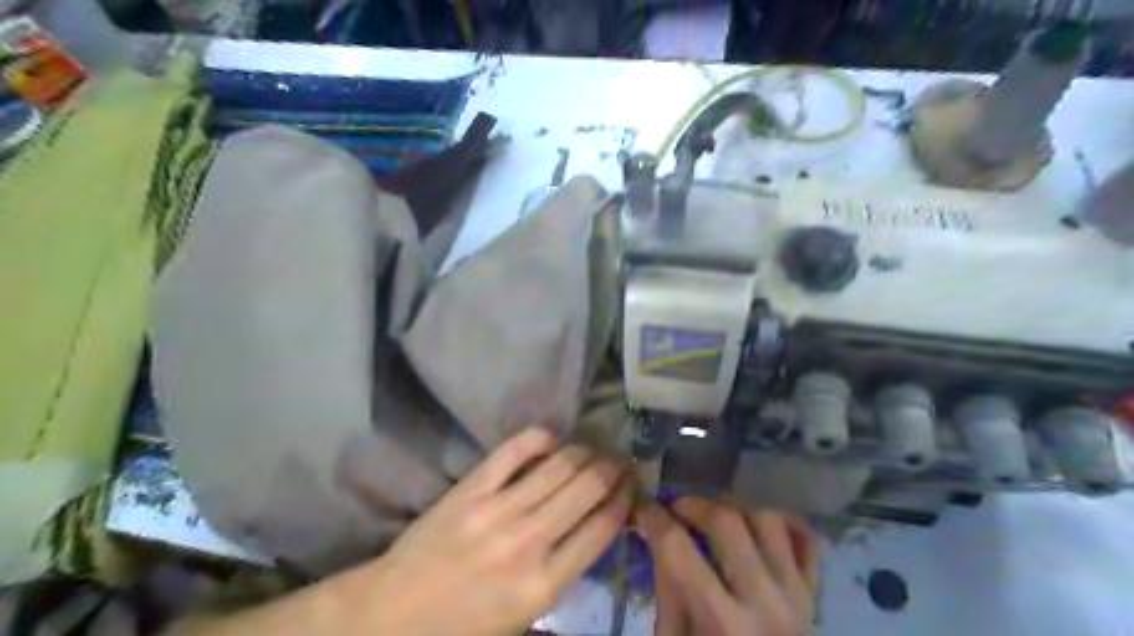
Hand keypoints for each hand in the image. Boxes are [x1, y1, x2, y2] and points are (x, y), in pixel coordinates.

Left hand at [337, 426, 634, 635]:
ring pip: (558, 466)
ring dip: (585, 452)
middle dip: (612, 469)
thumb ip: (562, 578)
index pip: (602, 528)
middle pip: (587, 489)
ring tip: (595, 449)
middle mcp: (528, 541)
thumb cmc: (461, 627)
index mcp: (544, 586)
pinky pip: (512, 452)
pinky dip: (537, 438)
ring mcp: (498, 510)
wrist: (392, 615)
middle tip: (621, 461)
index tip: (633, 487)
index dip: (625, 500)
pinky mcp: (471, 489)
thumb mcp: (523, 621)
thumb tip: (592, 532)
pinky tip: (551, 438)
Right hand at [638, 498, 814, 635]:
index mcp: (721, 624)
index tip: (642, 508)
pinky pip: (805, 539)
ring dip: (733, 508)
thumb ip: (667, 588)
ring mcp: (796, 596)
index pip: (678, 549)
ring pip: (767, 519)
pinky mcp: (814, 594)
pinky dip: (780, 522)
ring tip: (712, 518)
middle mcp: (765, 603)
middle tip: (675, 510)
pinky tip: (753, 525)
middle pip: (726, 522)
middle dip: (692, 505)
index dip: (653, 518)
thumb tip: (653, 533)